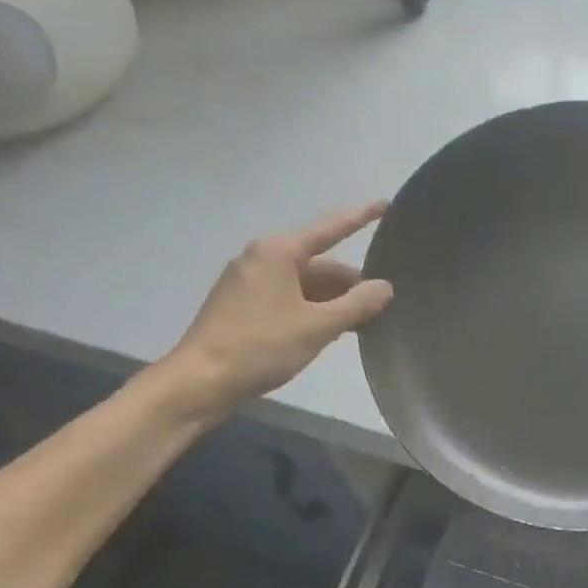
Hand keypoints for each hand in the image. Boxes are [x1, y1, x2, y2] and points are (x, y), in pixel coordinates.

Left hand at [158, 203, 394, 420]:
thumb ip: (356, 305)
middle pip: (318, 261)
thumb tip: (386, 287)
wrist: (200, 382)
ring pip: (304, 282)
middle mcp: (261, 258)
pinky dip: (312, 308)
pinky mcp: (242, 305)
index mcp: (278, 252)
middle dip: (349, 280)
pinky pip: (288, 296)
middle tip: (382, 300)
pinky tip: (330, 329)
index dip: (361, 216)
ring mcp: (248, 282)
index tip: (386, 205)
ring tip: (363, 319)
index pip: (330, 227)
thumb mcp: (317, 327)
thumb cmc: (260, 347)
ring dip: (332, 298)